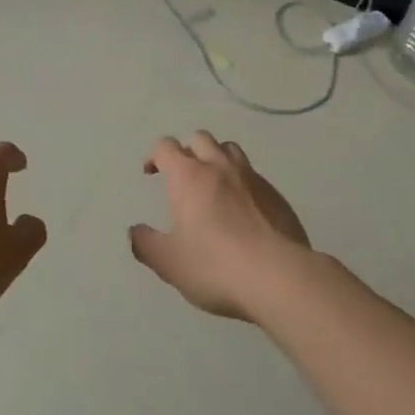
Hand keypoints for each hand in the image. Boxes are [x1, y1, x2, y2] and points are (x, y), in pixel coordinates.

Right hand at [130, 131, 311, 320]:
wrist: (279, 276)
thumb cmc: (215, 266)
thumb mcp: (169, 263)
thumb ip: (146, 244)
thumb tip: (135, 232)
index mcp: (188, 176)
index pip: (166, 147)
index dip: (155, 155)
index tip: (151, 173)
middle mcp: (219, 167)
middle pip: (200, 139)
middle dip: (187, 150)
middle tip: (182, 177)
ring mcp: (251, 177)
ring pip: (230, 149)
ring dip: (216, 158)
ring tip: (213, 184)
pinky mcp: (276, 194)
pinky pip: (253, 175)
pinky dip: (241, 182)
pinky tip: (243, 209)